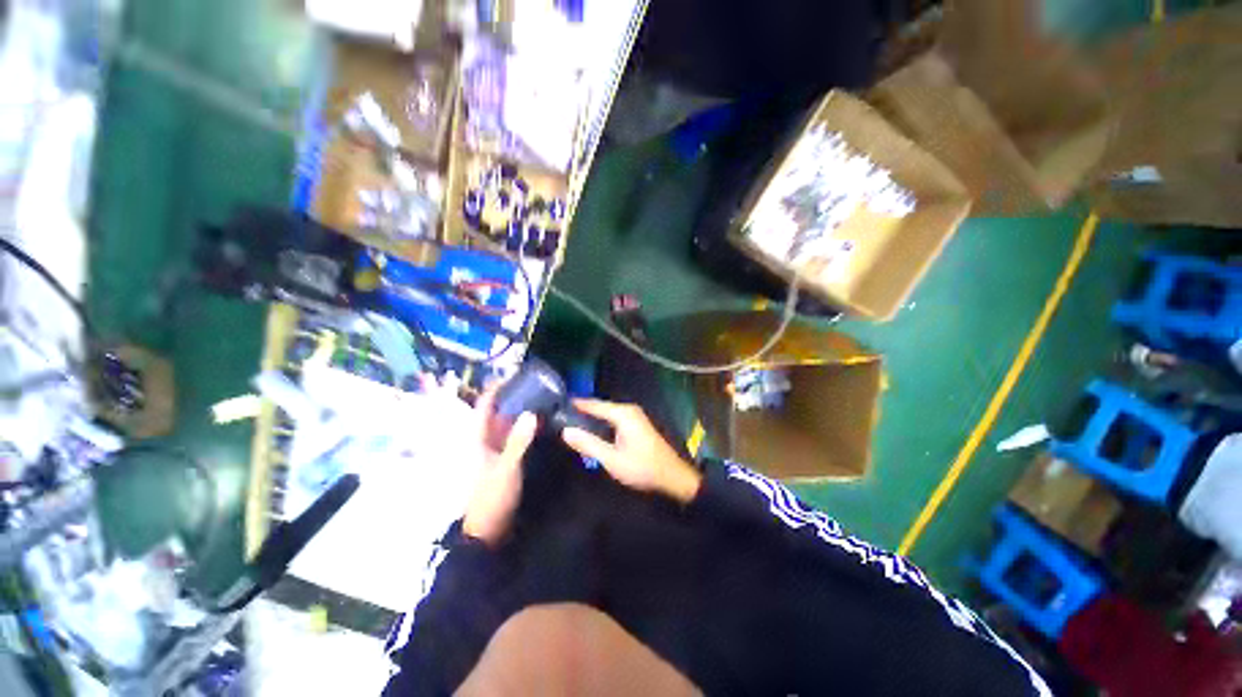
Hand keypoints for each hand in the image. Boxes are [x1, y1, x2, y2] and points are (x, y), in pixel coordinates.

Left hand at [462, 388, 537, 545]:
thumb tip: (530, 413)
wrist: (487, 531)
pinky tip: (540, 424)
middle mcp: (484, 440)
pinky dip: (524, 429)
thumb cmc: (491, 498)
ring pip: (506, 425)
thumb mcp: (507, 468)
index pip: (485, 405)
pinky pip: (513, 438)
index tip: (513, 375)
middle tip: (536, 385)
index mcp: (478, 438)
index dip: (496, 388)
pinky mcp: (503, 460)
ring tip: (542, 400)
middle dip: (513, 398)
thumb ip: (518, 442)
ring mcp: (494, 451)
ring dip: (520, 413)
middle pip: (497, 412)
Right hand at [561, 399, 700, 503]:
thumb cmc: (642, 467)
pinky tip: (592, 432)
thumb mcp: (612, 459)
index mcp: (622, 413)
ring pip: (607, 413)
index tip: (557, 405)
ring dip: (591, 418)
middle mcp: (628, 410)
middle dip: (582, 411)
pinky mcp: (637, 425)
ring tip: (572, 424)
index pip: (593, 404)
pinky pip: (613, 419)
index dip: (576, 404)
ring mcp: (634, 416)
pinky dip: (601, 423)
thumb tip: (566, 431)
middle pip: (600, 407)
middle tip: (561, 417)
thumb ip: (588, 444)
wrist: (672, 476)